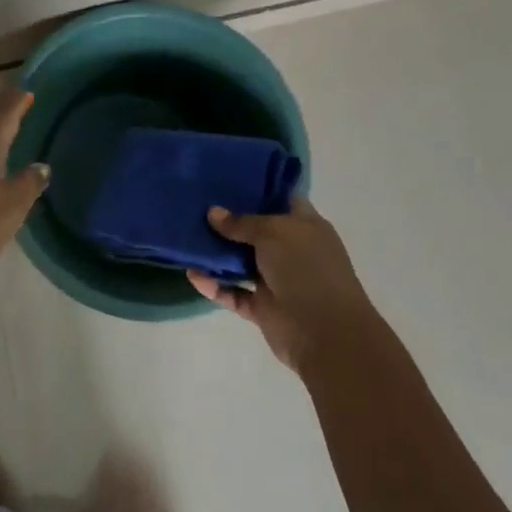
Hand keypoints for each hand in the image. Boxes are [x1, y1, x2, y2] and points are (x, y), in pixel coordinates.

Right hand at [187, 198, 371, 374]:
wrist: (325, 333)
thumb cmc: (306, 269)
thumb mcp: (274, 232)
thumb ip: (242, 222)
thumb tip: (213, 212)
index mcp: (305, 226)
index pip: (282, 199)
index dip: (258, 188)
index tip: (227, 178)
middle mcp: (291, 250)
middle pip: (256, 230)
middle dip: (228, 219)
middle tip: (196, 204)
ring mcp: (277, 280)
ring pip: (241, 262)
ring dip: (217, 254)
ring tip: (187, 238)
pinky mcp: (263, 307)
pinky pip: (233, 292)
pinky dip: (214, 286)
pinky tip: (192, 275)